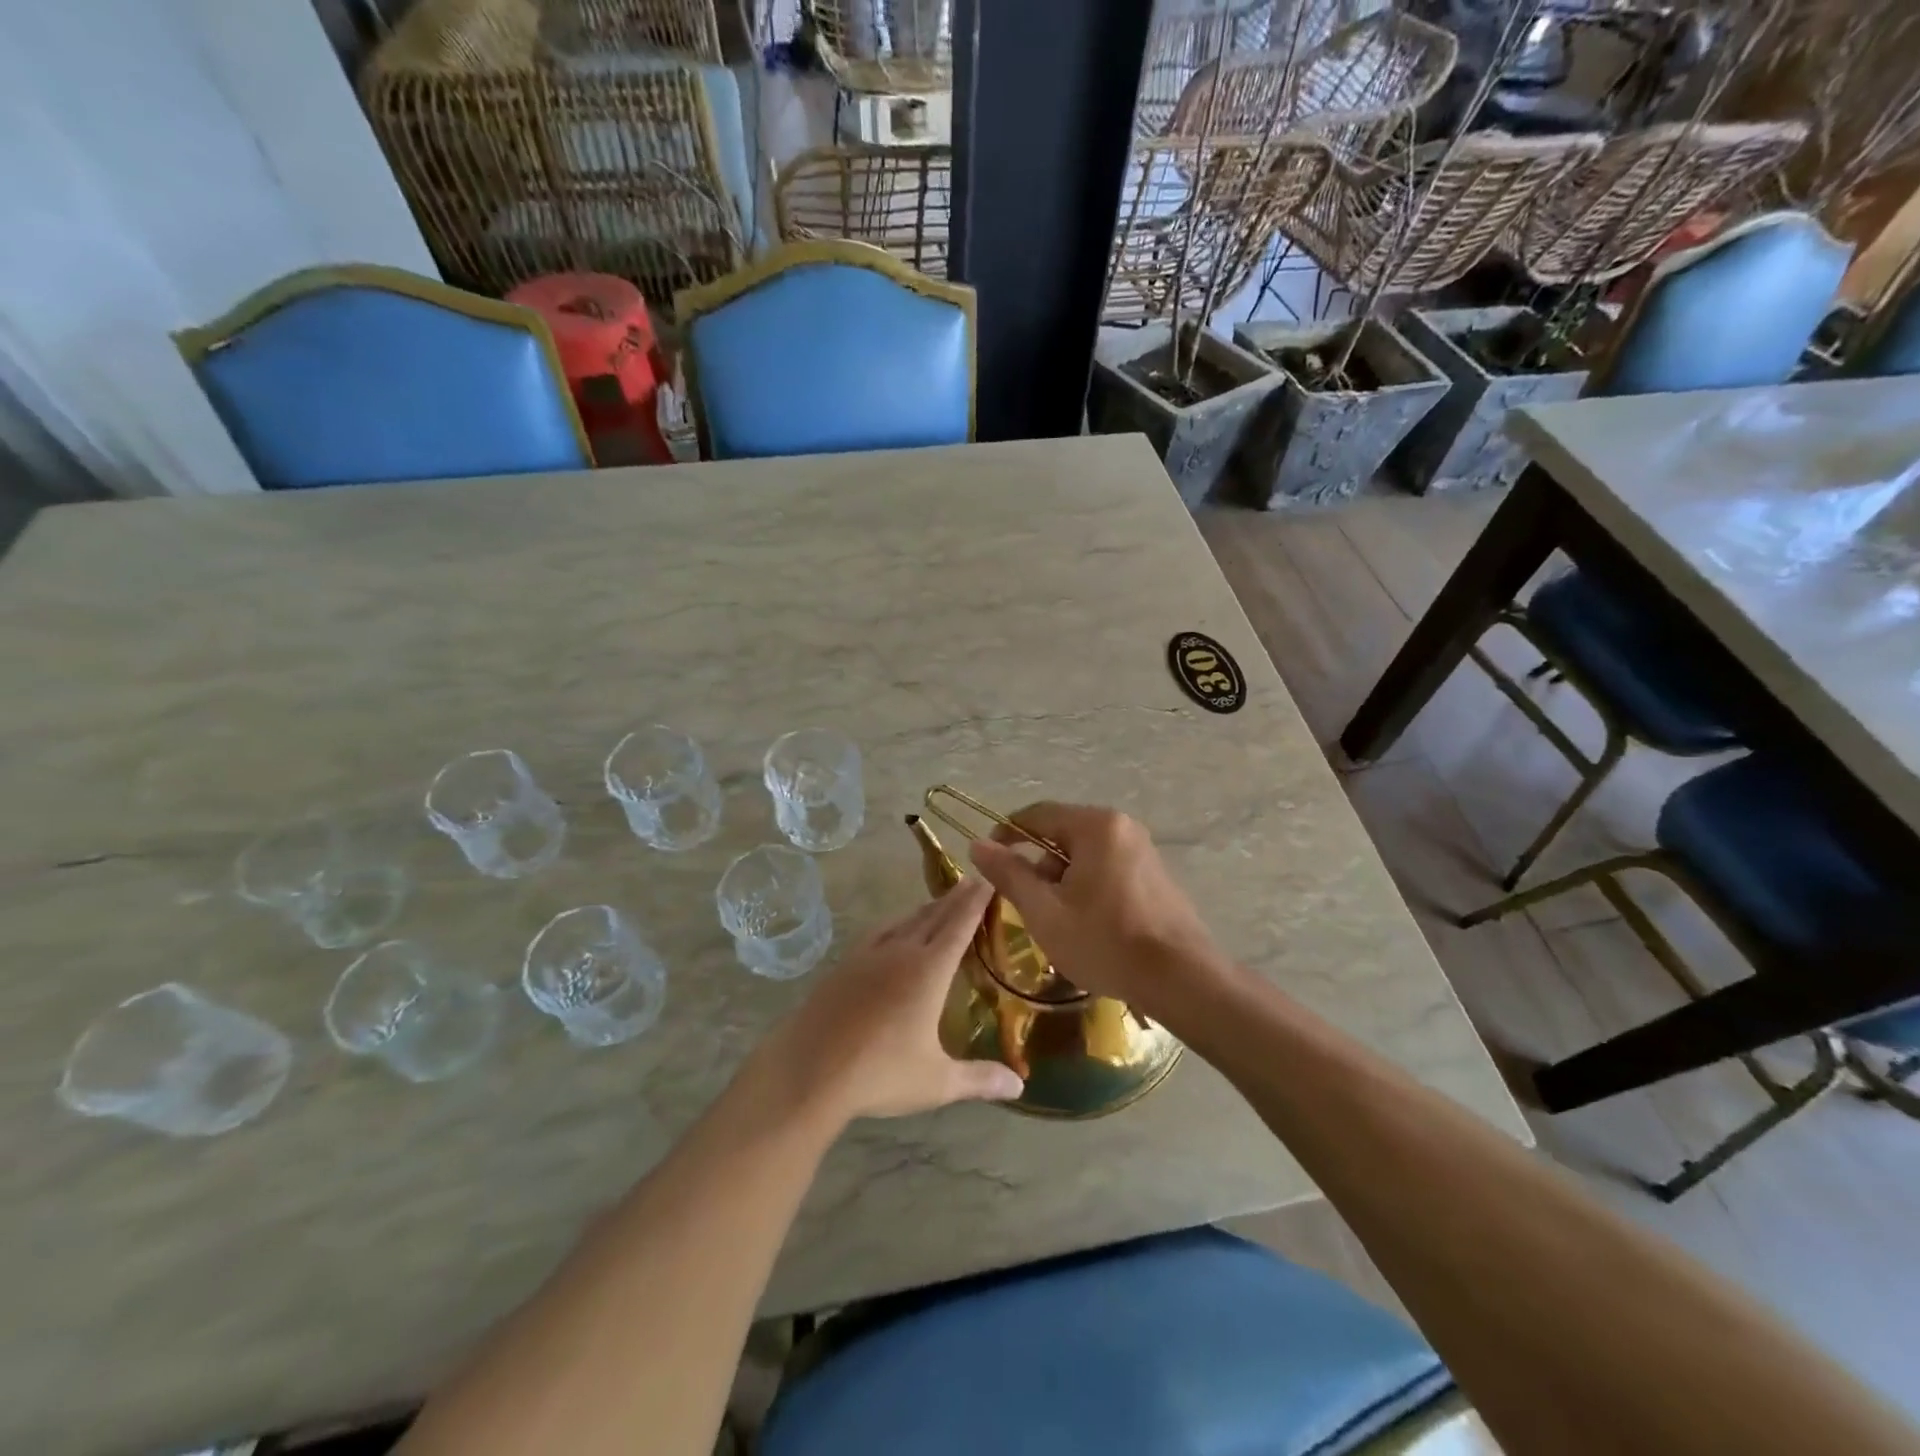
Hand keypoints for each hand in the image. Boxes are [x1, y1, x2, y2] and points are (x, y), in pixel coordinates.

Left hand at [768, 878, 1024, 1122]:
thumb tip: (1021, 1086)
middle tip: (972, 881)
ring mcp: (868, 956)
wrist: (808, 1070)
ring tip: (940, 902)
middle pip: (933, 917)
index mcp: (929, 971)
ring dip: (926, 909)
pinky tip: (893, 929)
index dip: (975, 902)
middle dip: (955, 898)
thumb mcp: (936, 1082)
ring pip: (904, 922)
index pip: (959, 926)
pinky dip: (896, 923)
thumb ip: (979, 1079)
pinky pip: (878, 932)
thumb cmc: (879, 1074)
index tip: (988, 879)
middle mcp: (900, 952)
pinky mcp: (844, 965)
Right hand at [967, 802, 1224, 1016]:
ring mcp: (1143, 850)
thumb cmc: (1105, 942)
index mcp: (1096, 826)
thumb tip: (977, 844)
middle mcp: (1122, 826)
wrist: (1182, 979)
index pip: (1037, 814)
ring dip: (1062, 879)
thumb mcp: (1045, 911)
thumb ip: (1009, 874)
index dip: (1006, 834)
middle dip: (1038, 864)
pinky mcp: (1154, 874)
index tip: (988, 861)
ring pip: (1084, 854)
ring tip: (1058, 921)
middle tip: (1027, 903)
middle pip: (1062, 833)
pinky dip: (1087, 886)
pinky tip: (1088, 924)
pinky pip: (1107, 867)